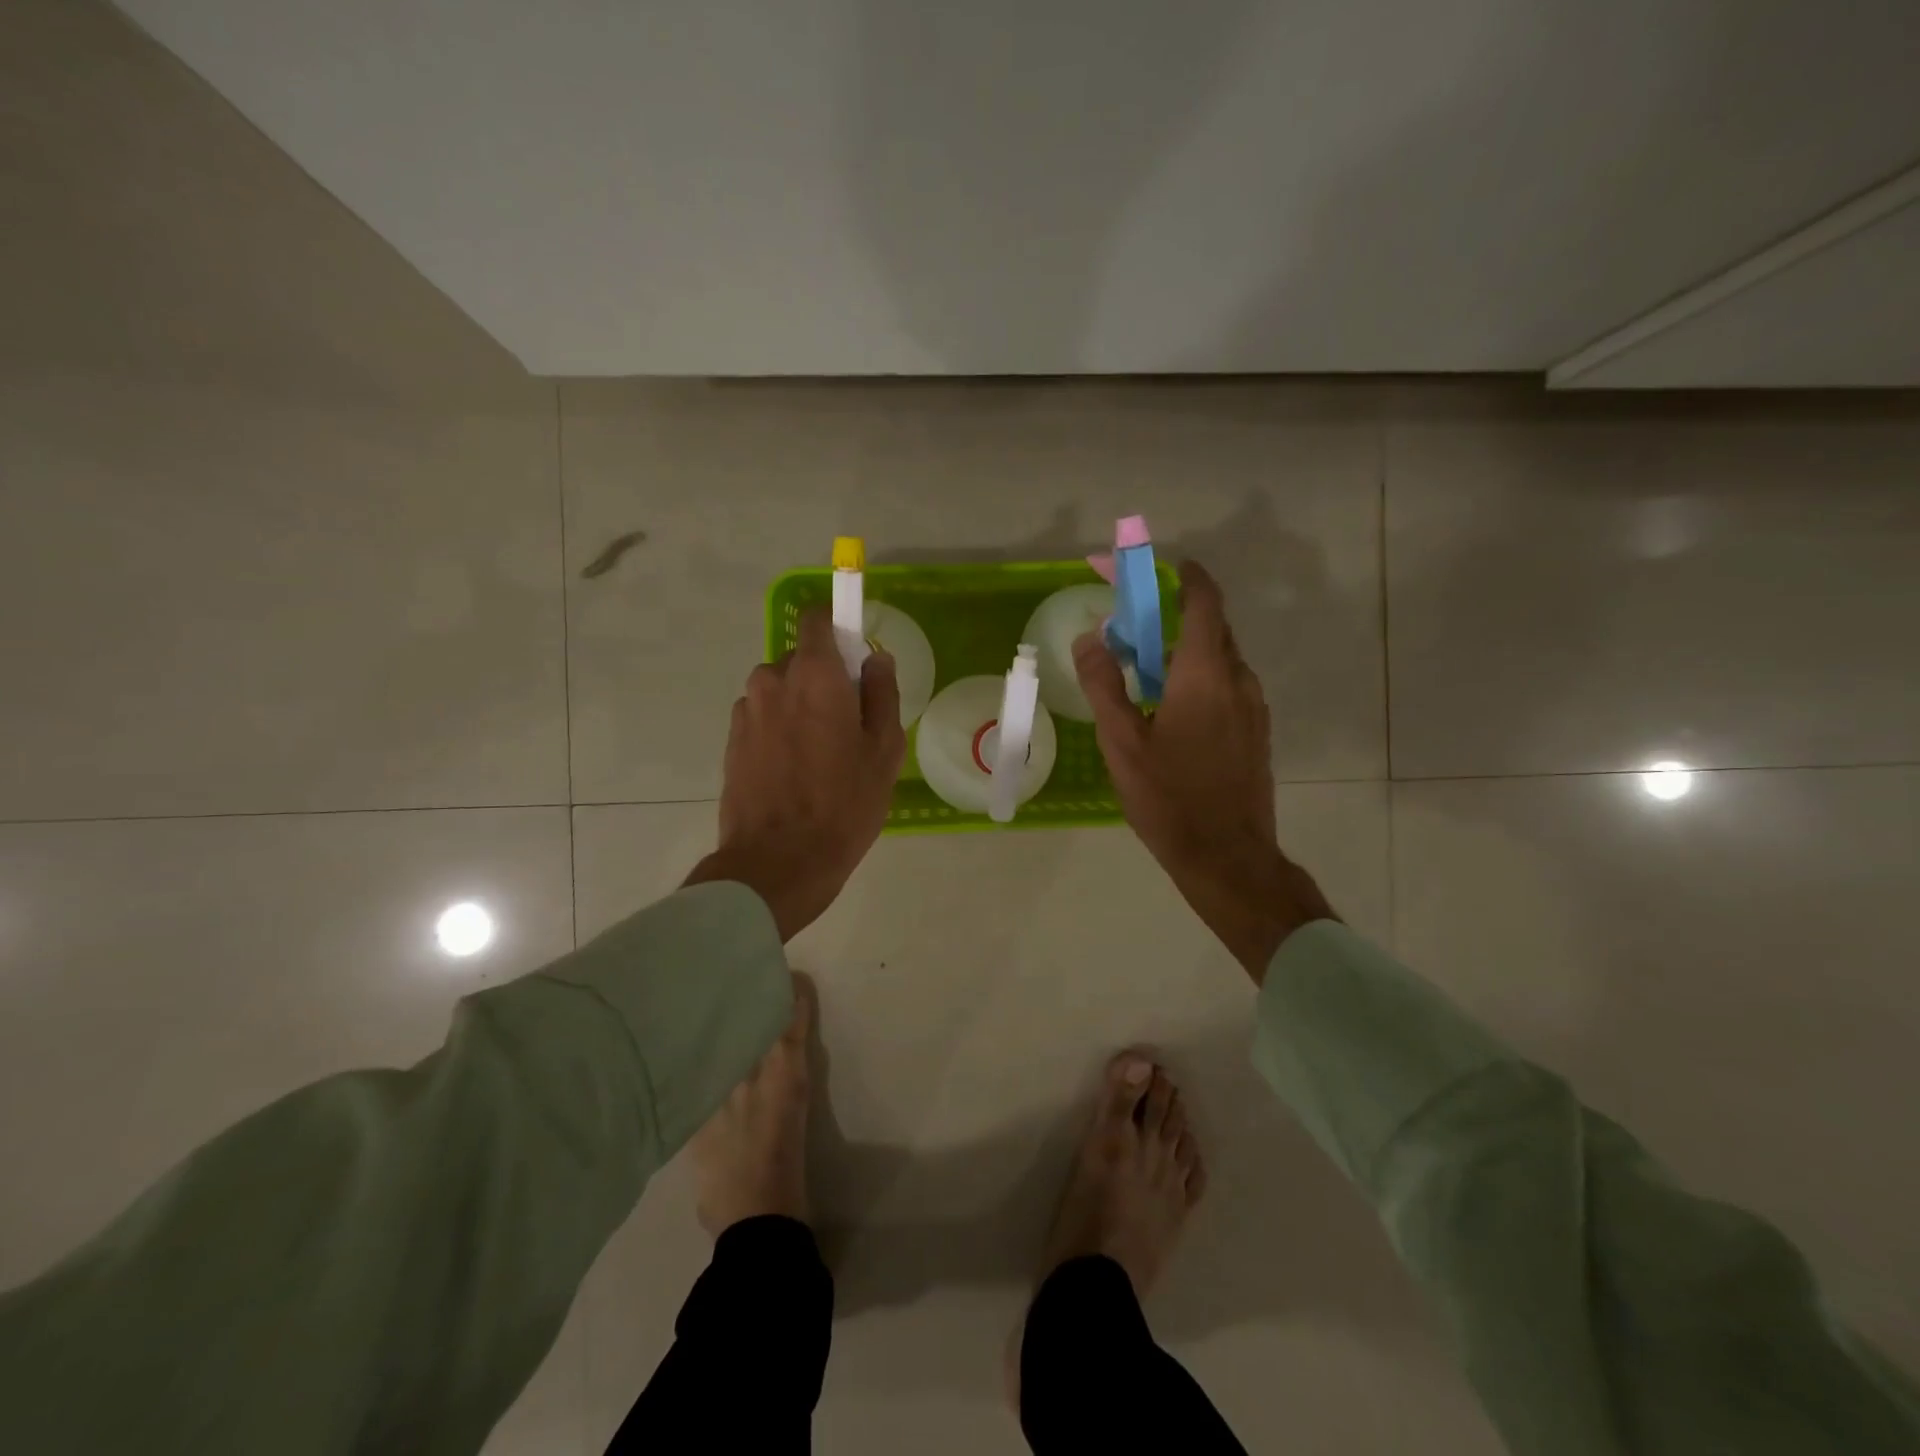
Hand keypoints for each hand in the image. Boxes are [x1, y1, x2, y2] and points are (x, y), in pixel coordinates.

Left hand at [685, 608, 905, 939]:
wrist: (777, 862)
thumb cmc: (844, 805)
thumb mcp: (884, 751)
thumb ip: (882, 694)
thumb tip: (875, 658)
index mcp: (815, 675)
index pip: (818, 619)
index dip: (838, 629)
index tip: (855, 660)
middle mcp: (773, 680)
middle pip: (801, 660)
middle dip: (823, 680)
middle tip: (845, 726)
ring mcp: (746, 710)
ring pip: (780, 690)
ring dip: (798, 707)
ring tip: (817, 755)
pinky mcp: (731, 740)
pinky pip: (762, 717)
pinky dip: (778, 729)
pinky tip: (792, 771)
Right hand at [1074, 561, 1334, 979]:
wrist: (1227, 856)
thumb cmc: (1169, 797)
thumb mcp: (1122, 742)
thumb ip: (1104, 685)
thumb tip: (1090, 637)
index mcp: (1206, 675)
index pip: (1205, 604)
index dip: (1189, 578)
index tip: (1168, 567)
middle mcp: (1239, 681)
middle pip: (1214, 630)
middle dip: (1179, 616)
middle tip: (1138, 627)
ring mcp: (1254, 709)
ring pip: (1222, 661)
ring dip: (1188, 651)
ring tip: (1149, 671)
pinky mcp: (1257, 734)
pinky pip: (1228, 687)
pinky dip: (1202, 679)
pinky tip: (1172, 709)